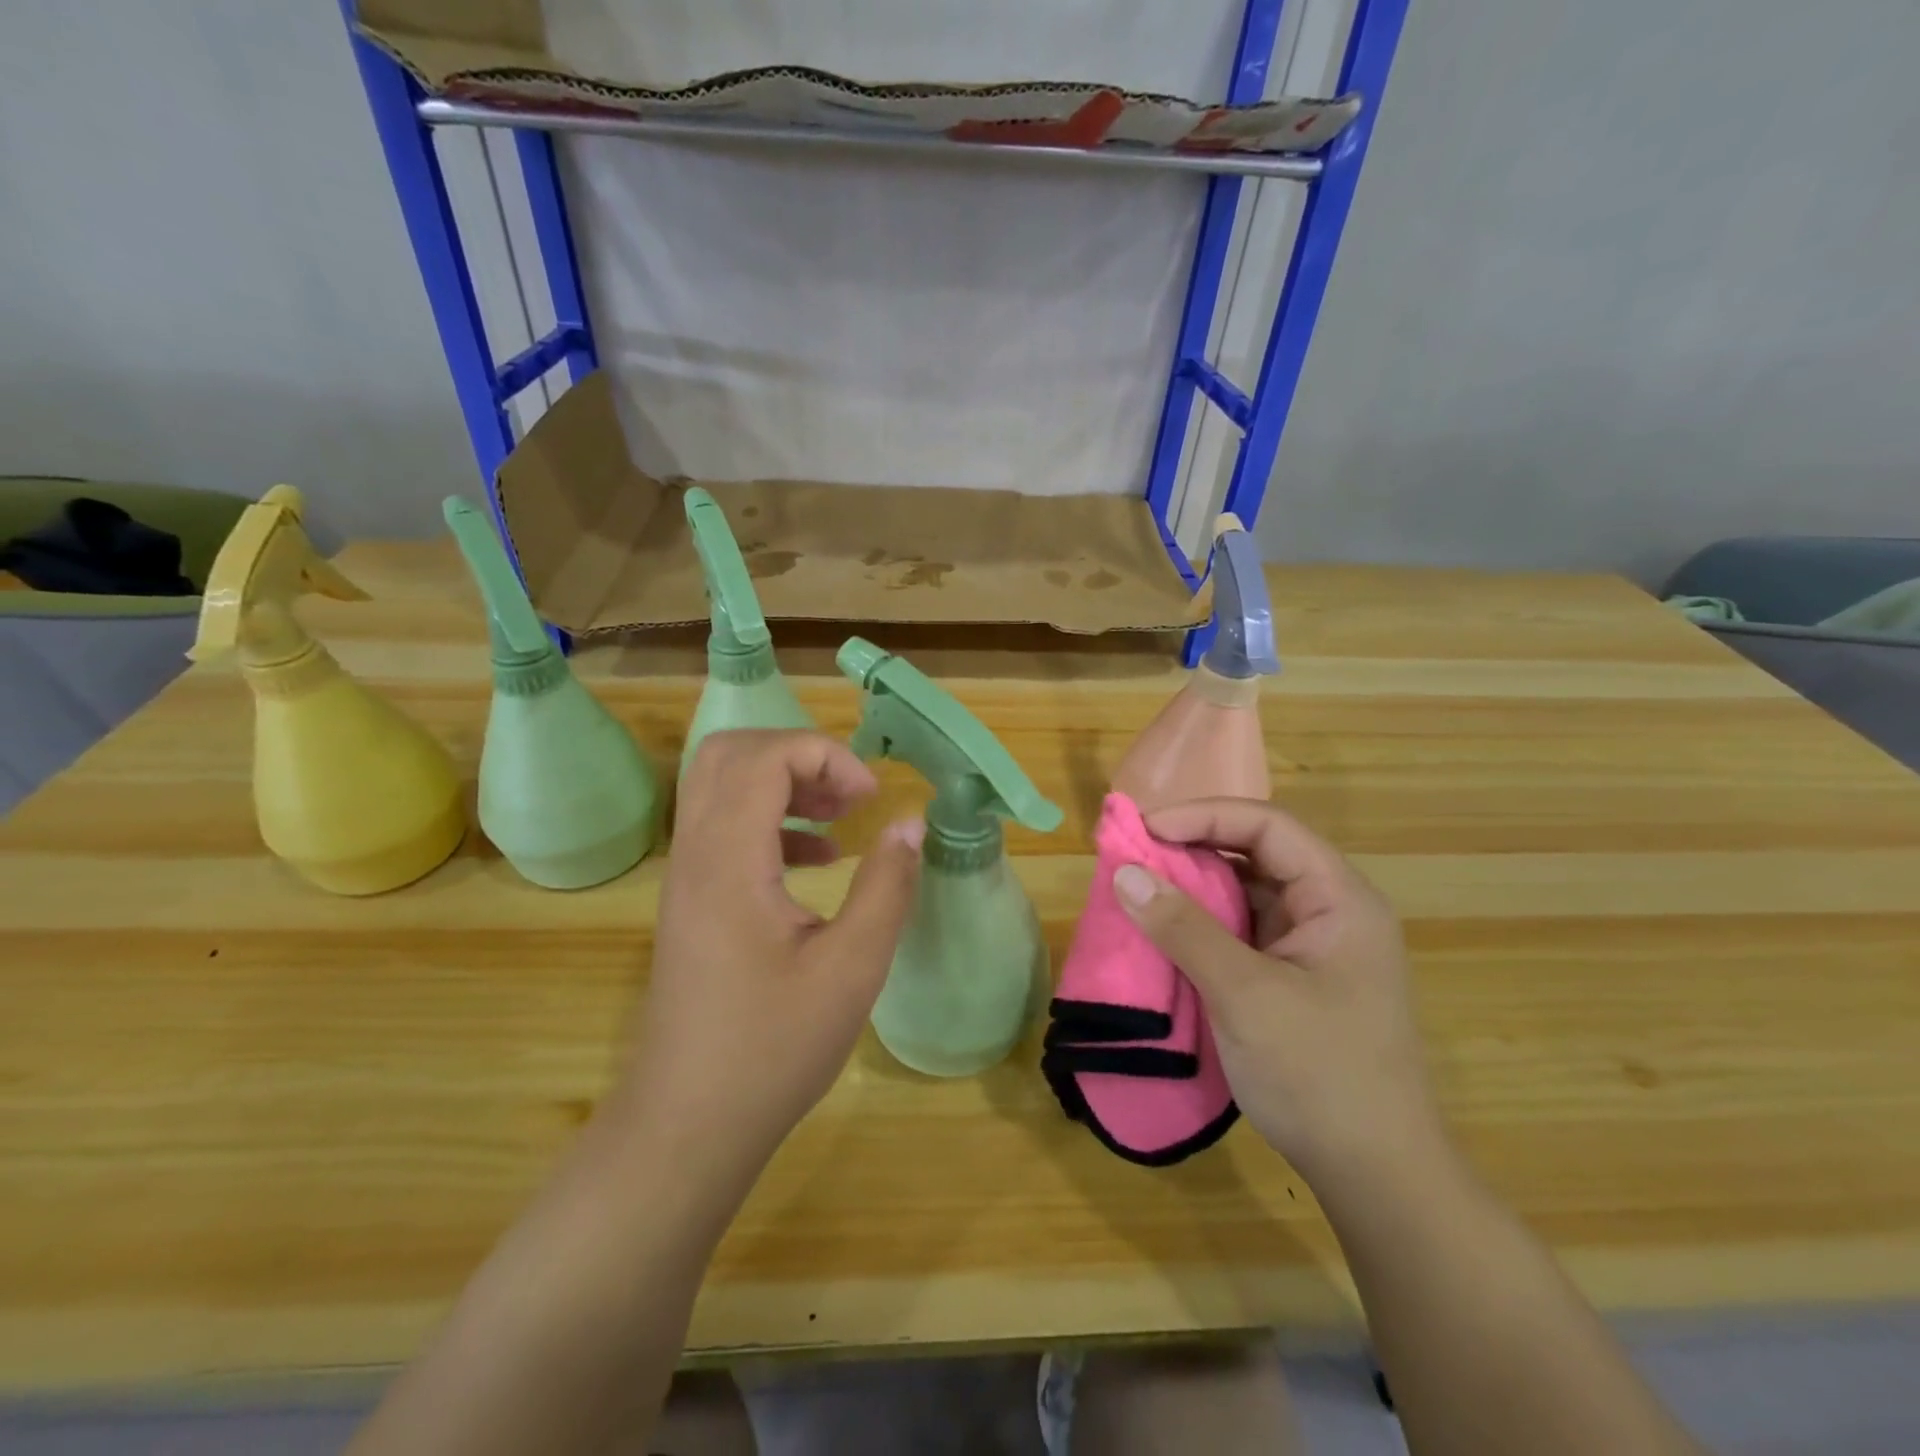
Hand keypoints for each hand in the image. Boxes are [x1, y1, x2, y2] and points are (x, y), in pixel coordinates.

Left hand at [612, 731, 923, 1195]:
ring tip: (842, 815)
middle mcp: (696, 854)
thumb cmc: (772, 1049)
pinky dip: (773, 821)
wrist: (688, 1123)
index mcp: (728, 861)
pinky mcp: (693, 899)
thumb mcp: (851, 969)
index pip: (763, 757)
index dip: (824, 755)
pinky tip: (820, 859)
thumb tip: (909, 825)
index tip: (870, 798)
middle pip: (730, 753)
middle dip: (799, 755)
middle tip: (850, 793)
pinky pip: (725, 826)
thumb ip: (887, 887)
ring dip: (785, 783)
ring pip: (722, 786)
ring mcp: (687, 876)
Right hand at [1111, 798, 1443, 1192]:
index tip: (1146, 830)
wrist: (1376, 1177)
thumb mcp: (1245, 995)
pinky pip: (1241, 930)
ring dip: (1194, 887)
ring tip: (1141, 886)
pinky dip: (1201, 924)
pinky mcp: (1292, 977)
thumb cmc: (1319, 1075)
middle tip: (1135, 854)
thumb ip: (1184, 928)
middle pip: (1257, 854)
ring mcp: (1312, 946)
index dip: (1205, 816)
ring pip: (1246, 892)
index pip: (1268, 828)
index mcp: (1339, 899)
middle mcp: (1330, 911)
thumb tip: (1124, 873)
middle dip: (1194, 848)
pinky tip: (1166, 931)